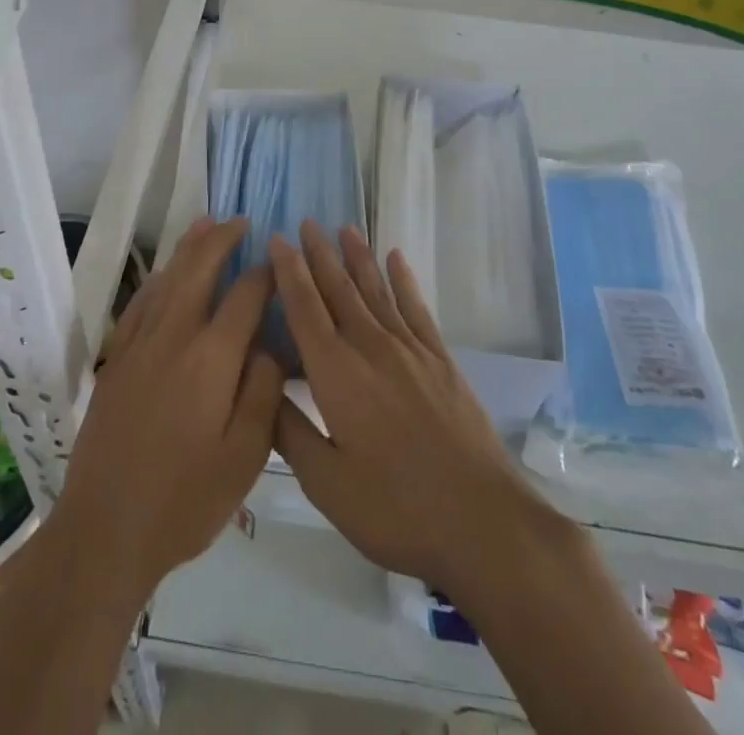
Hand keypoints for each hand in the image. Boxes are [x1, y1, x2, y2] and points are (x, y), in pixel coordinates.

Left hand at [52, 217, 285, 605]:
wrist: (105, 530)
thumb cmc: (184, 500)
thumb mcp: (244, 457)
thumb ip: (262, 392)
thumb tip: (269, 343)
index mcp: (211, 358)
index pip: (244, 296)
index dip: (265, 273)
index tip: (280, 260)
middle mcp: (173, 336)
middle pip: (199, 270)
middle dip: (221, 240)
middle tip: (241, 220)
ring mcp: (139, 345)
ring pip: (167, 279)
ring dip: (188, 248)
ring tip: (206, 225)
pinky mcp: (116, 360)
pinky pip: (140, 303)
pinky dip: (158, 279)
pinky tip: (165, 274)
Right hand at [270, 222, 571, 600]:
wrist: (482, 521)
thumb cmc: (395, 508)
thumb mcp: (327, 483)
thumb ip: (290, 431)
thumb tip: (261, 382)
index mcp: (337, 375)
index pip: (305, 309)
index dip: (289, 272)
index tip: (277, 239)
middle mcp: (371, 348)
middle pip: (340, 290)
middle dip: (319, 255)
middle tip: (306, 222)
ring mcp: (410, 351)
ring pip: (376, 291)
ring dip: (358, 258)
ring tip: (344, 228)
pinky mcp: (441, 361)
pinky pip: (416, 308)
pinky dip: (404, 281)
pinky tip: (397, 259)